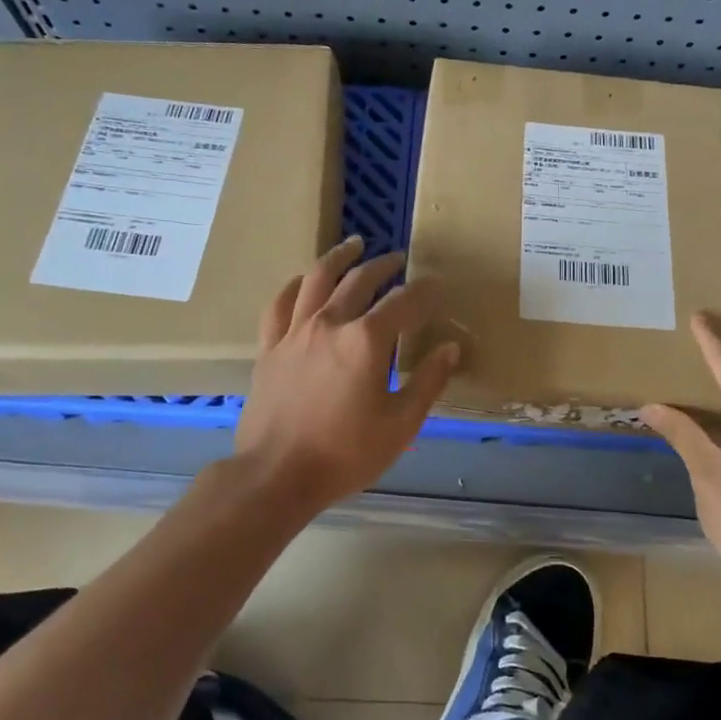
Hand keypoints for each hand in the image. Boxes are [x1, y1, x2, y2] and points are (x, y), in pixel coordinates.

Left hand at [232, 235, 459, 513]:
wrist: (277, 475)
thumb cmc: (346, 454)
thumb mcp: (401, 424)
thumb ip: (428, 382)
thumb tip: (450, 349)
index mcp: (366, 341)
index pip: (403, 303)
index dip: (424, 291)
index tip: (437, 285)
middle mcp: (330, 324)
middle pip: (359, 281)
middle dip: (383, 266)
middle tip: (398, 259)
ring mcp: (294, 332)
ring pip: (317, 279)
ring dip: (339, 257)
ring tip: (353, 244)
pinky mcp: (269, 347)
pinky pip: (279, 304)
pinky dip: (293, 285)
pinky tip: (302, 280)